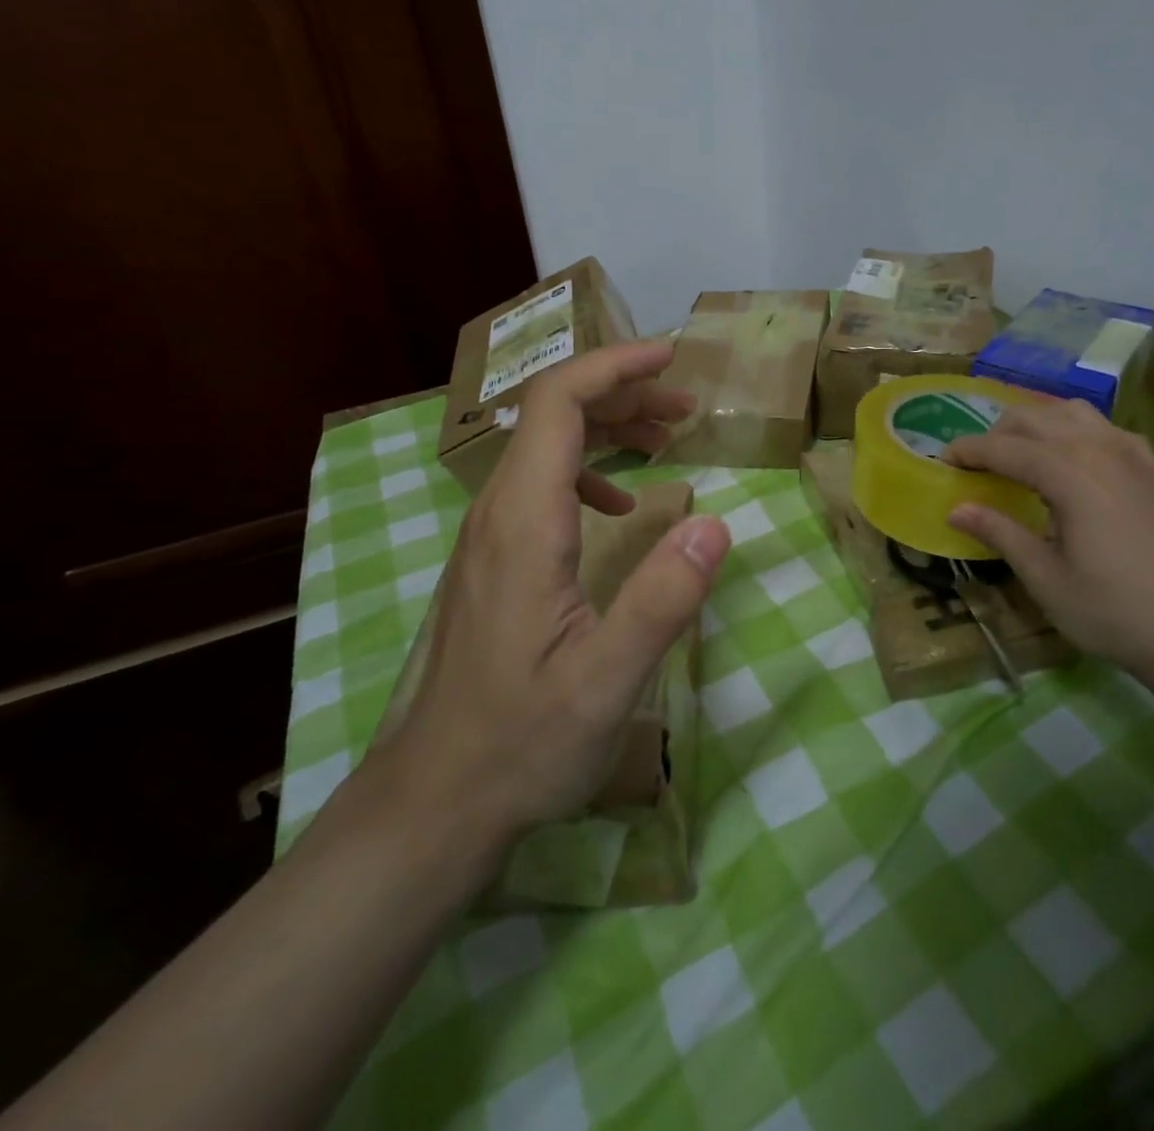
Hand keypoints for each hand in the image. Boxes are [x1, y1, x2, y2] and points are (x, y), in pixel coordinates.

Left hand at [370, 341, 730, 855]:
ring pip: (546, 447)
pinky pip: (540, 484)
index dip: (614, 367)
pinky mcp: (493, 558)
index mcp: (523, 523)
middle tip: (686, 407)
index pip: (559, 405)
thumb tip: (715, 522)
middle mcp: (497, 513)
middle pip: (552, 414)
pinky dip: (588, 468)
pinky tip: (619, 504)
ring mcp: (489, 535)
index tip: (671, 358)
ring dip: (607, 427)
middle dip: (621, 392)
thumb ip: (661, 599)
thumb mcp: (606, 681)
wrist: (438, 796)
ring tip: (667, 438)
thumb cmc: (522, 740)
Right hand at [944, 396, 1153, 699]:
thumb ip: (1000, 533)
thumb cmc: (1114, 612)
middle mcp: (1102, 452)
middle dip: (998, 432)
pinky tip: (1072, 457)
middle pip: (1037, 419)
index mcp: (1072, 476)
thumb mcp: (1045, 578)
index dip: (970, 451)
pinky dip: (1076, 429)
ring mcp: (1134, 458)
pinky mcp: (1153, 473)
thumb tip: (955, 509)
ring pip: (1074, 413)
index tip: (942, 460)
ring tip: (1017, 452)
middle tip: (973, 461)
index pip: (1007, 448)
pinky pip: (1107, 429)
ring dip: (1037, 423)